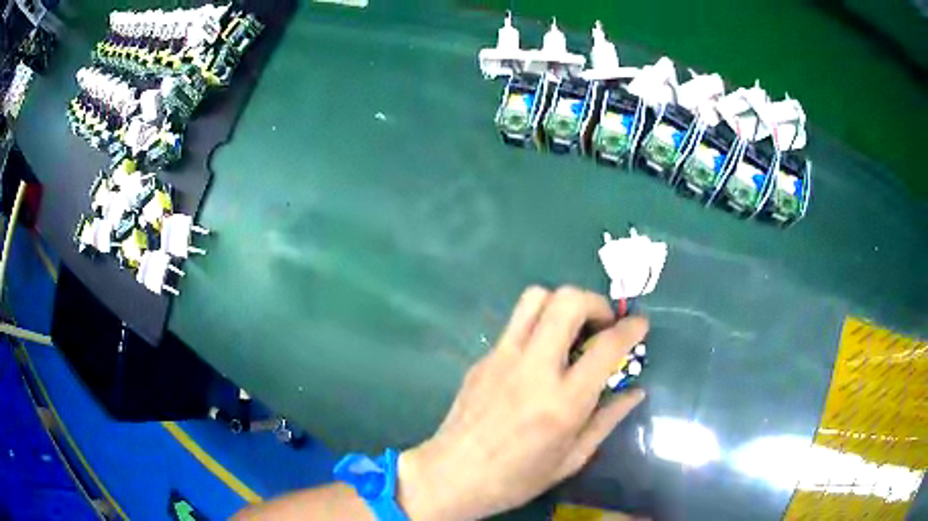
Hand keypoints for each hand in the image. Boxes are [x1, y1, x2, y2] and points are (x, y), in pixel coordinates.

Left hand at [397, 286, 647, 519]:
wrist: (451, 476)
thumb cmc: (516, 478)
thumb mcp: (571, 459)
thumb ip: (607, 420)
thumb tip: (635, 392)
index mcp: (563, 402)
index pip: (607, 346)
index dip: (631, 328)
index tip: (640, 324)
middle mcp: (533, 369)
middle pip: (567, 302)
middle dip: (595, 302)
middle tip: (603, 324)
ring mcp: (502, 358)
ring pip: (535, 298)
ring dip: (562, 303)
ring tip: (572, 330)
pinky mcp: (482, 359)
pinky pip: (515, 324)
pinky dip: (537, 325)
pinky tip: (540, 356)